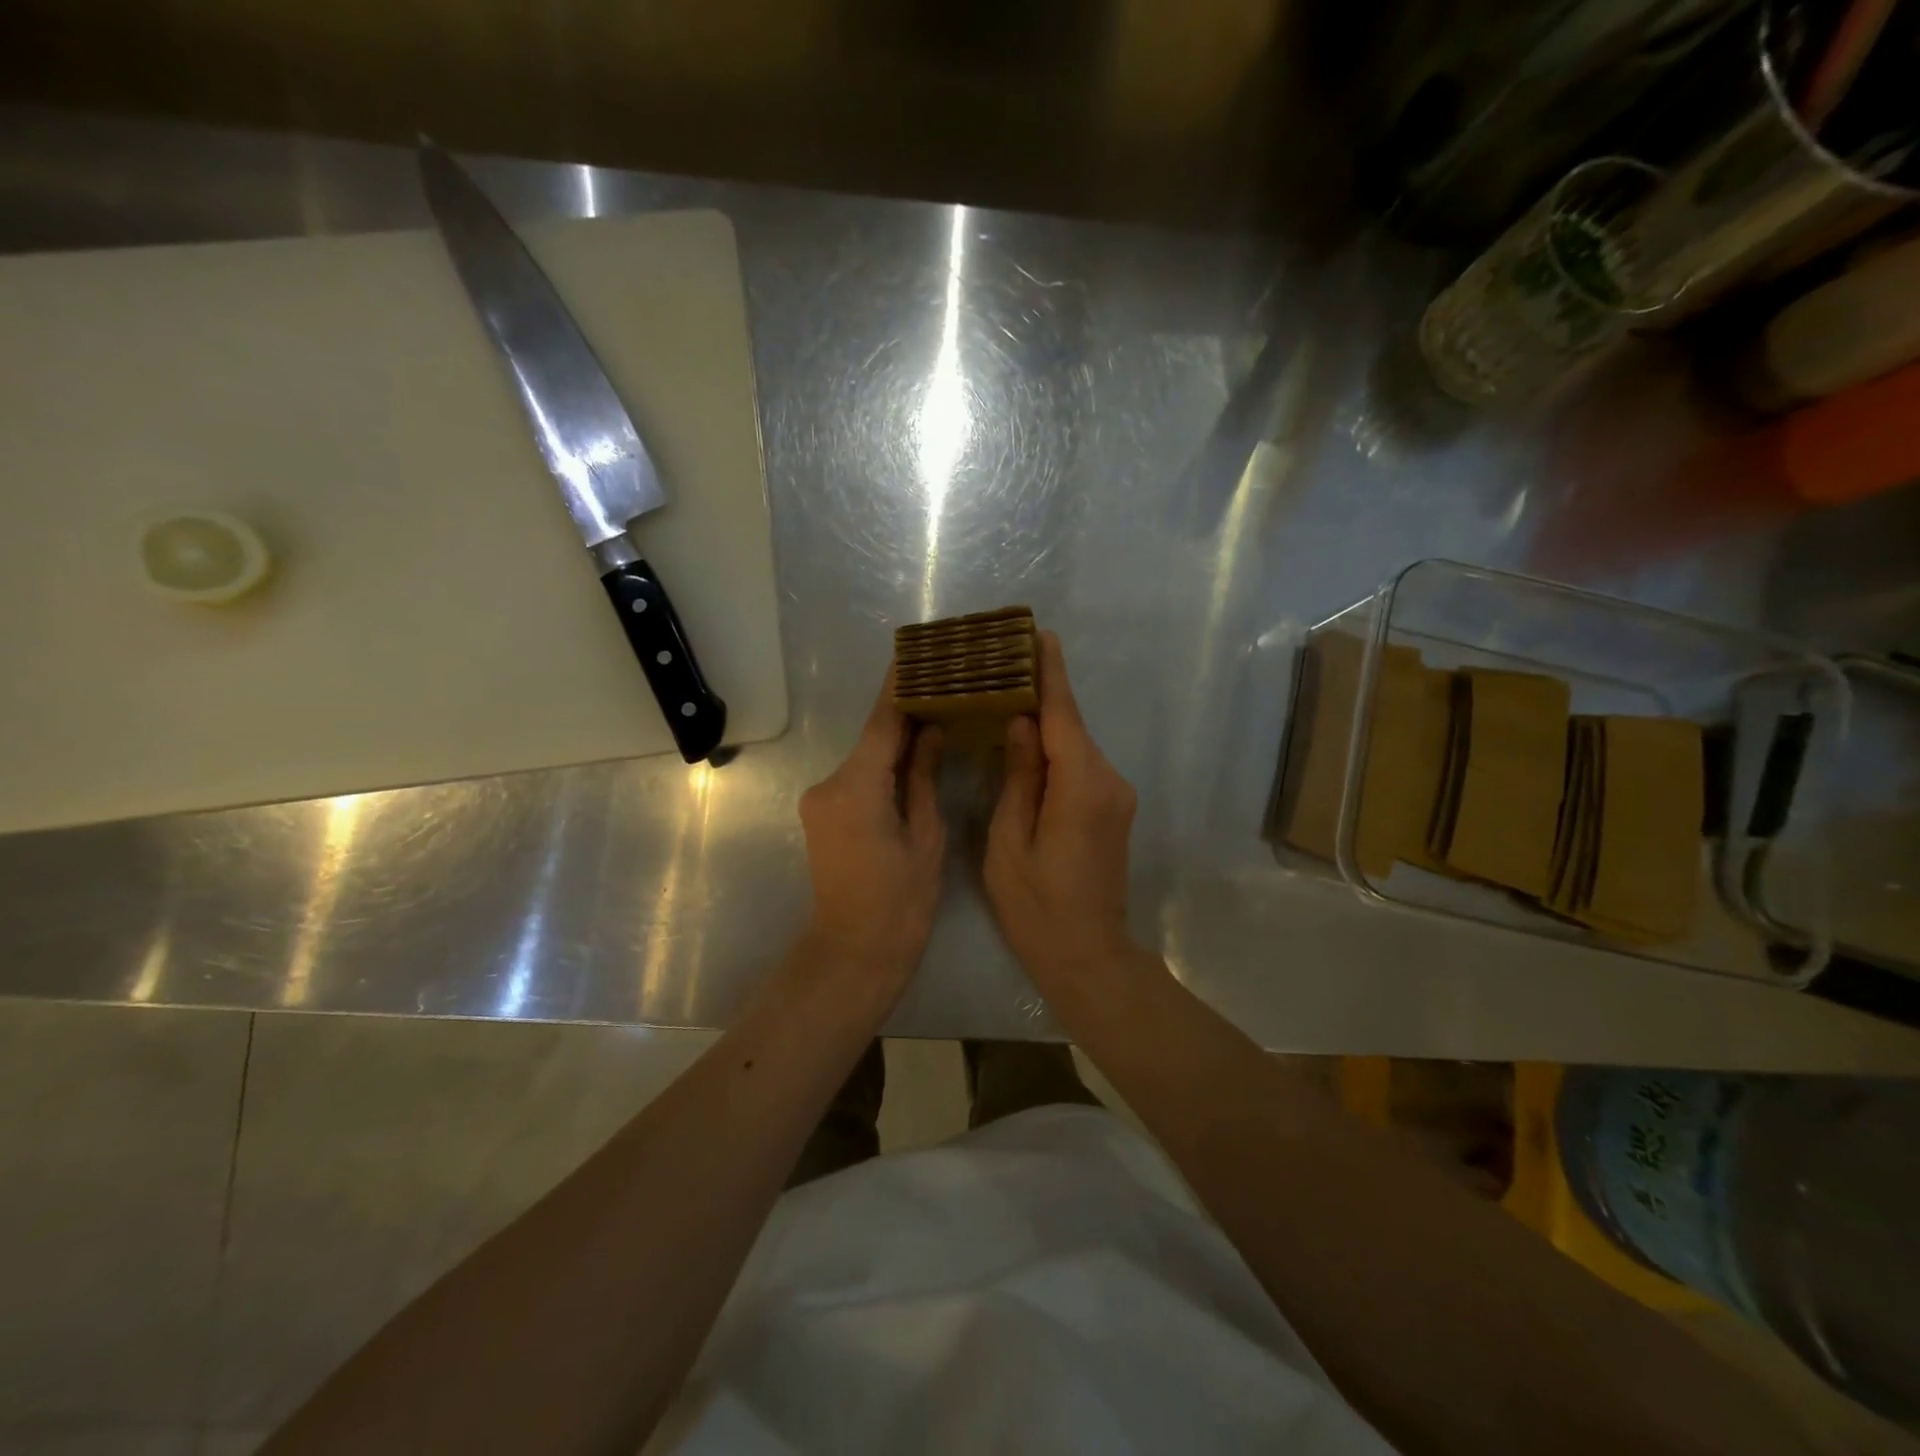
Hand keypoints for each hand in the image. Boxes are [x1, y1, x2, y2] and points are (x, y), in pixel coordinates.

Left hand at [797, 668, 945, 988]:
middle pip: (873, 739)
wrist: (854, 953)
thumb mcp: (926, 836)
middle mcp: (829, 784)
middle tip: (945, 688)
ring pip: (866, 759)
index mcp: (856, 787)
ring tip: (937, 719)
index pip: (881, 723)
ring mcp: (820, 800)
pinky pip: (858, 779)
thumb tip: (931, 731)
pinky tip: (913, 760)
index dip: (900, 688)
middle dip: (906, 716)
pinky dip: (883, 768)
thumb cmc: (901, 903)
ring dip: (896, 744)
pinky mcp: (822, 815)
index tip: (917, 654)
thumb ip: (924, 777)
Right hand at [985, 631, 1138, 982]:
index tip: (1040, 634)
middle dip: (1041, 694)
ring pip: (1075, 747)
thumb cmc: (1037, 906)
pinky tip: (1027, 745)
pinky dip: (1056, 750)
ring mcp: (1117, 796)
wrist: (1088, 955)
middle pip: (1070, 727)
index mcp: (1081, 786)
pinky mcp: (1113, 810)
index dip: (1050, 674)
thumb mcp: (1010, 841)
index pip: (1062, 716)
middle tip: (1003, 665)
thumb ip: (1018, 777)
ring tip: (1006, 698)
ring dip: (1046, 724)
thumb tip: (1019, 723)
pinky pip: (1081, 767)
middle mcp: (1109, 781)